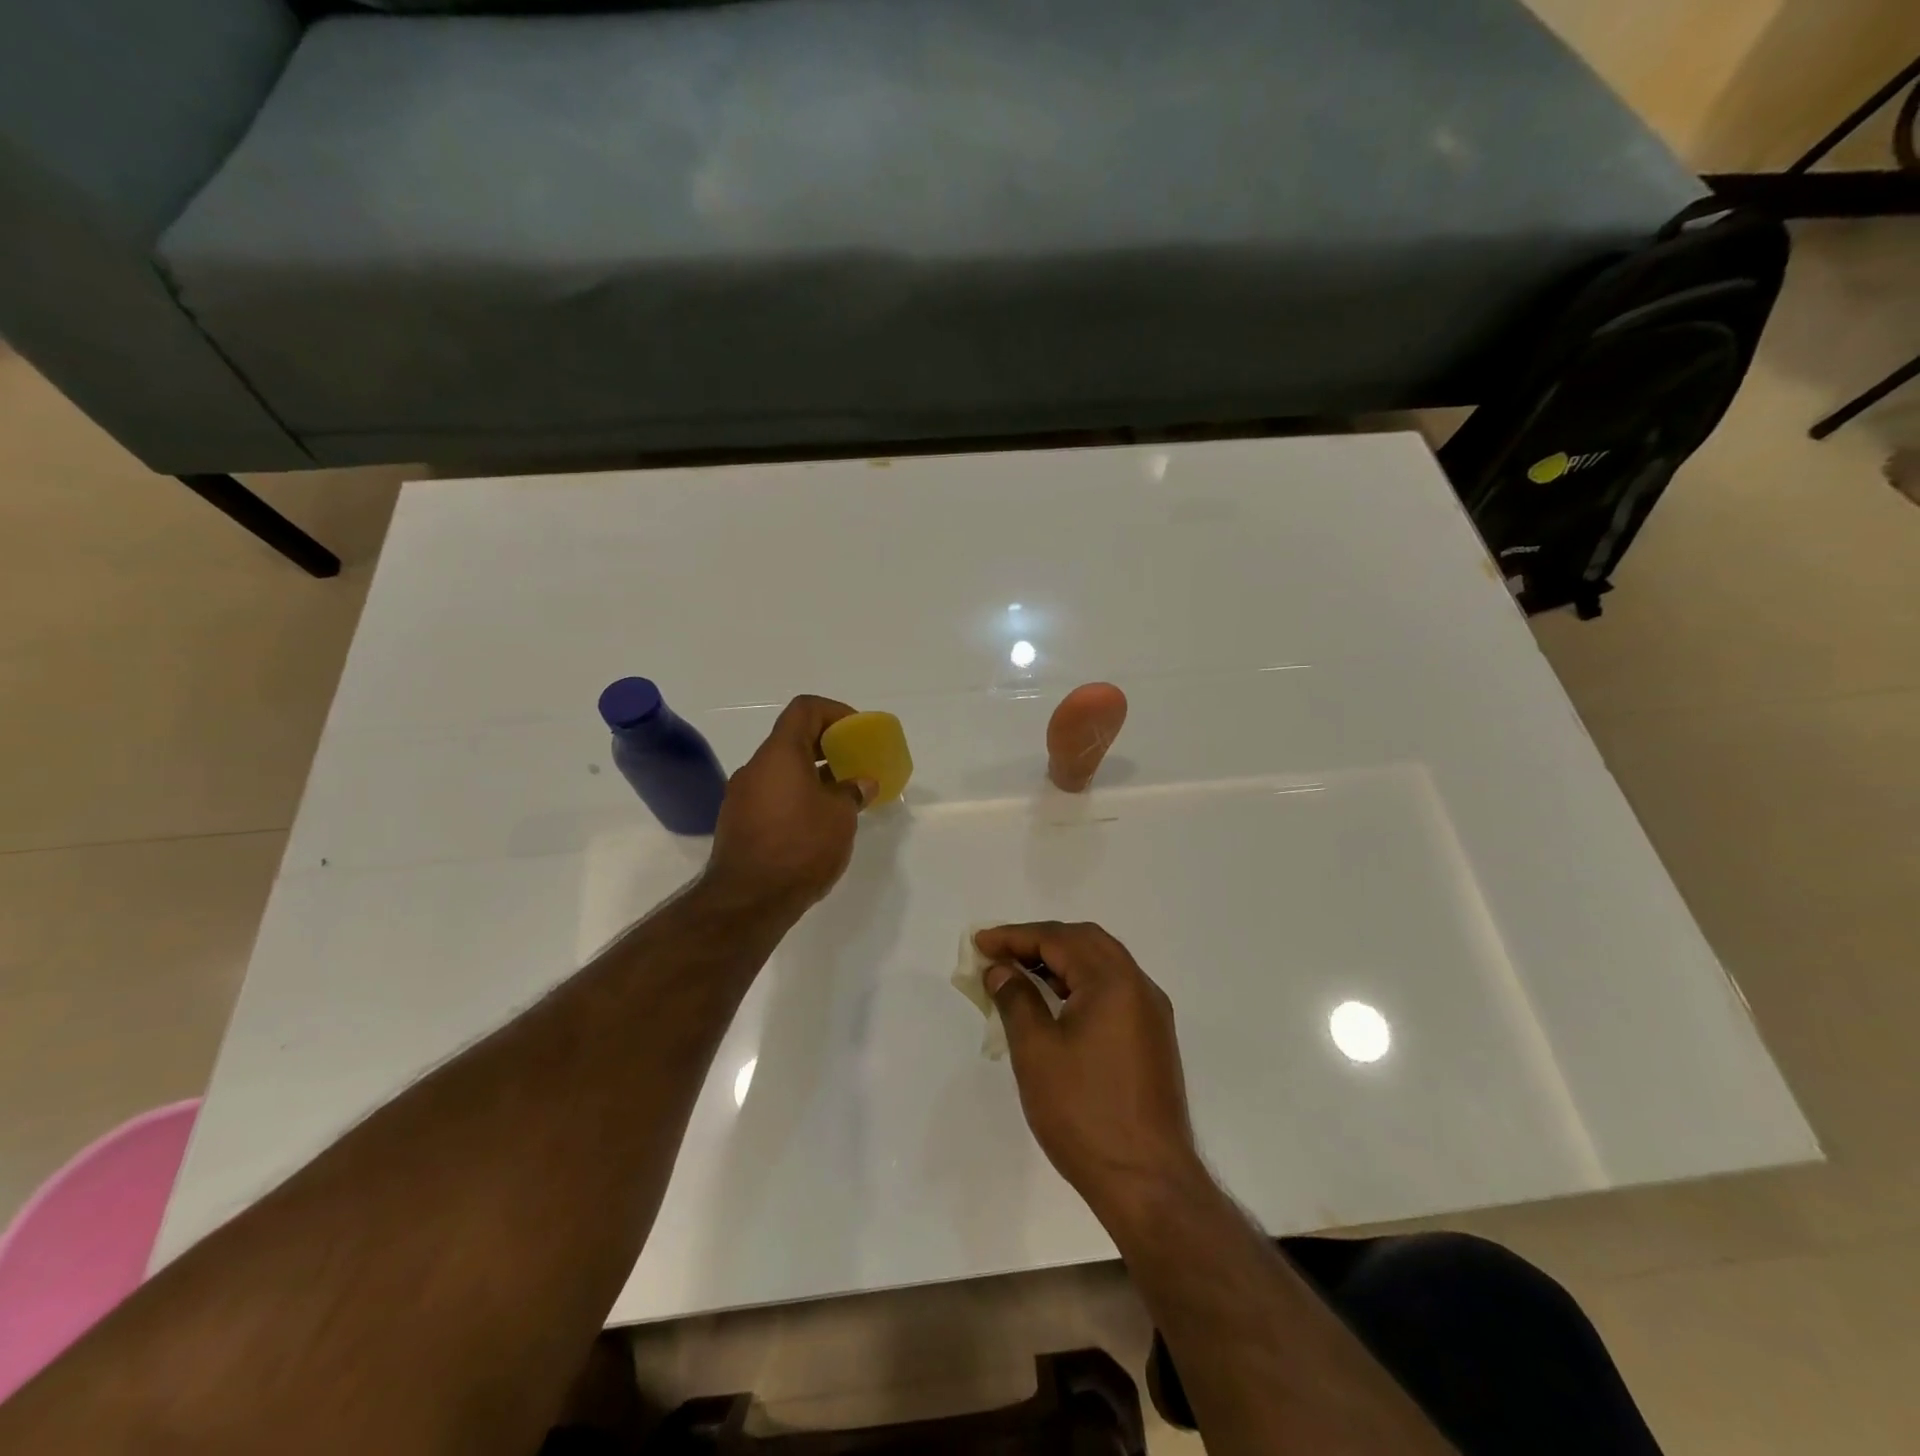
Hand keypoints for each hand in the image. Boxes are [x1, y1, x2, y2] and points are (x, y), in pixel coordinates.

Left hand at [706, 696, 877, 915]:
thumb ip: (852, 792)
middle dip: (826, 746)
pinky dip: (795, 797)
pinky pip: (772, 795)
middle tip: (854, 764)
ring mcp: (741, 795)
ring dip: (812, 774)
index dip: (834, 712)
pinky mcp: (737, 822)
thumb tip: (861, 783)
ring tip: (840, 797)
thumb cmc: (800, 847)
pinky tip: (816, 823)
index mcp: (780, 754)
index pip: (805, 709)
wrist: (747, 900)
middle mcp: (755, 767)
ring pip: (781, 770)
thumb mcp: (840, 817)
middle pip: (792, 739)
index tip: (856, 732)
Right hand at [976, 922, 1205, 1224]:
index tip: (980, 942)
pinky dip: (1080, 983)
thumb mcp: (1036, 1051)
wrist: (1148, 1182)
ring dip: (1061, 960)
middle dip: (1039, 941)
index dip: (1014, 936)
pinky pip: (1113, 990)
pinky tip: (1055, 1004)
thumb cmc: (1084, 1113)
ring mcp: (1151, 1013)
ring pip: (1102, 964)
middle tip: (1000, 953)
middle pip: (1085, 941)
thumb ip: (1016, 999)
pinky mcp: (1153, 1038)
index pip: (1058, 939)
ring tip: (1020, 975)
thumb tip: (1001, 970)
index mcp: (1113, 981)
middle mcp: (1139, 986)